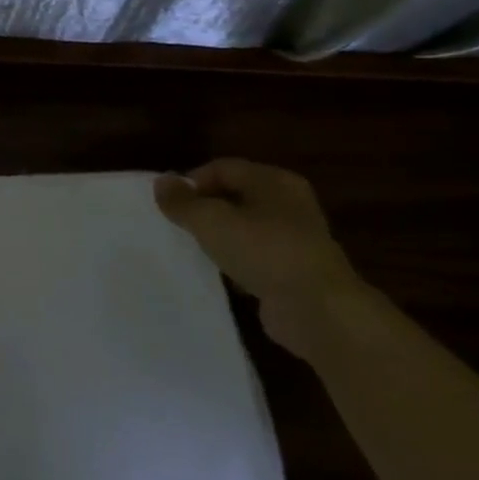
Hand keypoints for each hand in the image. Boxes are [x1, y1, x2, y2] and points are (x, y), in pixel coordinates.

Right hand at [154, 159, 364, 358]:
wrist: (318, 311)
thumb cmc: (264, 251)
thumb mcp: (211, 220)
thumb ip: (182, 202)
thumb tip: (160, 182)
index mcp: (274, 181)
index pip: (222, 168)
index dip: (191, 182)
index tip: (167, 205)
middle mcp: (288, 204)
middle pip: (233, 197)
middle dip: (203, 210)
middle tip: (175, 226)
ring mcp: (294, 240)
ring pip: (243, 230)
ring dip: (217, 239)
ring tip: (189, 250)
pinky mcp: (293, 272)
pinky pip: (254, 259)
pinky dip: (233, 264)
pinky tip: (216, 276)